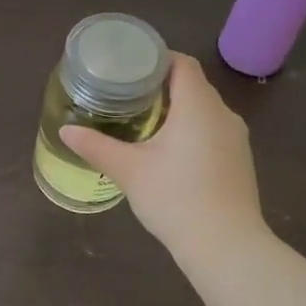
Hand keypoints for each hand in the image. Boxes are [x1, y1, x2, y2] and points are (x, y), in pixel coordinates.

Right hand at [59, 53, 267, 259]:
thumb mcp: (128, 170)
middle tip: (128, 95)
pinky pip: (214, 132)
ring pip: (205, 111)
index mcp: (198, 106)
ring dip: (178, 110)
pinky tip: (171, 152)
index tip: (130, 67)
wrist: (225, 246)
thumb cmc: (175, 198)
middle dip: (162, 86)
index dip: (157, 59)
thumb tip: (65, 130)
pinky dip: (192, 131)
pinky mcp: (240, 161)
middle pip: (193, 86)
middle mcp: (223, 114)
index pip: (182, 64)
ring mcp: (237, 139)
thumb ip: (96, 146)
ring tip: (145, 121)